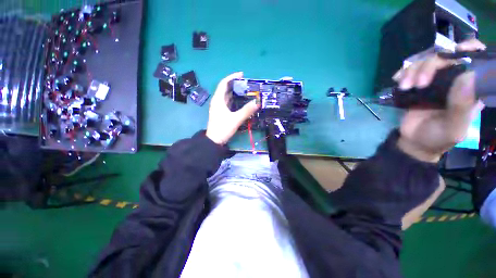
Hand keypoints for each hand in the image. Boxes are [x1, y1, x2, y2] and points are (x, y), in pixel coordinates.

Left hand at [206, 72, 259, 144]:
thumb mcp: (236, 119)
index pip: (224, 83)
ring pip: (226, 96)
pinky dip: (233, 99)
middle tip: (246, 84)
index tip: (242, 75)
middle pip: (225, 89)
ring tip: (245, 90)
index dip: (232, 77)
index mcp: (218, 99)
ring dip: (234, 92)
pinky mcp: (220, 112)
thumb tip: (258, 102)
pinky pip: (227, 102)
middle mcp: (217, 101)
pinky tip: (240, 101)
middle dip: (235, 84)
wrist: (214, 141)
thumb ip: (247, 110)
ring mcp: (218, 107)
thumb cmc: (223, 128)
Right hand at [394, 39, 485, 161]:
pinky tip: (398, 81)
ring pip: (427, 61)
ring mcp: (436, 81)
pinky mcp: (418, 84)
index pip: (477, 61)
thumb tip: (467, 75)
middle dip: (431, 65)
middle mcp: (455, 80)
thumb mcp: (453, 128)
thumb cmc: (438, 138)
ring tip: (405, 87)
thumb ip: (461, 106)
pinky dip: (403, 73)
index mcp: (472, 89)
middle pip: (447, 56)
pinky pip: (411, 69)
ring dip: (413, 71)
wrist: (414, 142)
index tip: (457, 52)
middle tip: (419, 84)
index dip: (470, 50)